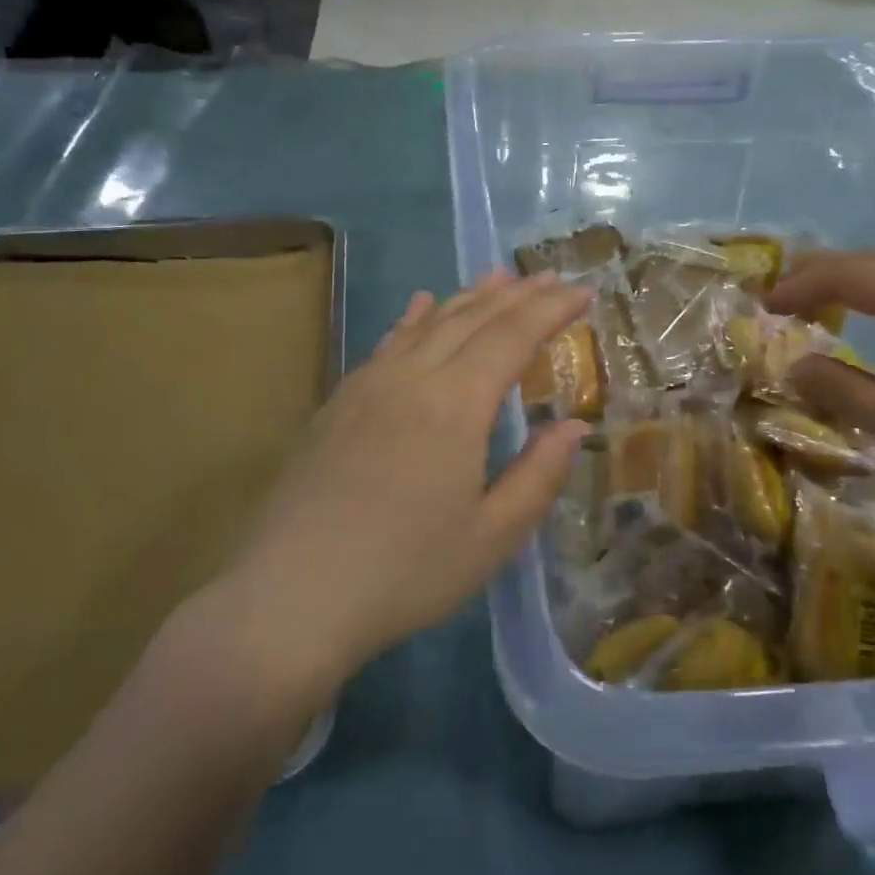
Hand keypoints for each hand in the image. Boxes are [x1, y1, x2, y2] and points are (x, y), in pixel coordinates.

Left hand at [207, 272, 593, 693]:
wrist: (290, 597)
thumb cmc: (404, 573)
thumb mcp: (491, 537)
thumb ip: (538, 475)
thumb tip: (574, 426)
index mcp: (455, 404)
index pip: (513, 336)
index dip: (551, 309)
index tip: (584, 290)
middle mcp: (412, 377)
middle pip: (472, 318)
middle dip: (517, 295)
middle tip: (551, 278)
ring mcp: (368, 385)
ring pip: (428, 323)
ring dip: (469, 297)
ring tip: (500, 277)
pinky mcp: (339, 402)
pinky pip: (388, 343)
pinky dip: (414, 318)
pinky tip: (421, 305)